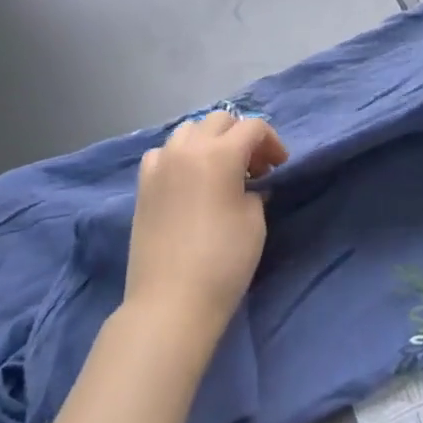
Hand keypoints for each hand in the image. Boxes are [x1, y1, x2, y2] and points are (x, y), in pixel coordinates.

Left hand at [122, 112, 286, 357]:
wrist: (171, 302)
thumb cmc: (223, 261)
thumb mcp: (254, 222)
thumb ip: (255, 191)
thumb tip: (250, 186)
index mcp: (220, 153)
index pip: (252, 127)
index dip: (272, 141)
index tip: (279, 166)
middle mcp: (187, 148)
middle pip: (219, 120)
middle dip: (241, 136)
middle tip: (254, 166)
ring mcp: (161, 164)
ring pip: (189, 131)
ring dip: (210, 141)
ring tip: (221, 170)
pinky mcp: (143, 184)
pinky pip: (164, 153)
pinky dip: (180, 156)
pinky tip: (188, 180)